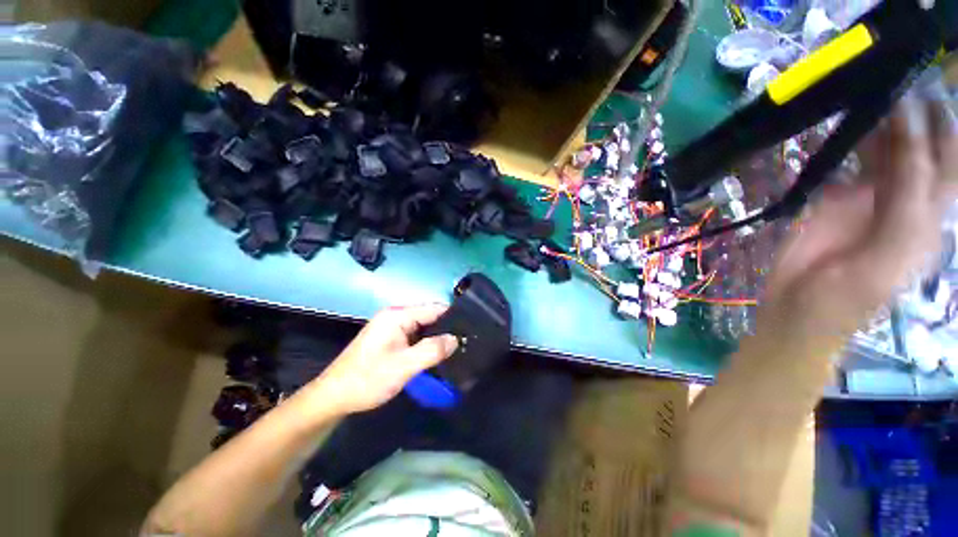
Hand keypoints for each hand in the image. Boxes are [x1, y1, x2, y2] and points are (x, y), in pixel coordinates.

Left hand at [308, 304, 458, 413]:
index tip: (470, 331)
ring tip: (456, 349)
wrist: (333, 397)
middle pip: (430, 316)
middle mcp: (395, 315)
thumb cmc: (367, 379)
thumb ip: (432, 350)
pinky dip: (426, 343)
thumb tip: (456, 339)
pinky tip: (436, 354)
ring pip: (423, 327)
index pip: (435, 308)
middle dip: (446, 328)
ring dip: (437, 337)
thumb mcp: (404, 366)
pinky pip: (415, 335)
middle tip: (465, 344)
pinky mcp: (390, 338)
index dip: (453, 318)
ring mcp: (392, 326)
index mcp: (398, 315)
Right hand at [759, 95, 956, 352]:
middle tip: (893, 79)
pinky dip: (848, 139)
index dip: (939, 128)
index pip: (946, 163)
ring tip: (867, 88)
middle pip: (921, 148)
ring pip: (885, 149)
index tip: (919, 90)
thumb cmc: (845, 299)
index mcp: (928, 217)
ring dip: (880, 121)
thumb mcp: (886, 259)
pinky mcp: (835, 198)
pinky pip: (849, 161)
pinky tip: (841, 119)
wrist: (796, 311)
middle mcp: (906, 199)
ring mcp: (868, 196)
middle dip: (915, 114)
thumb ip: (907, 208)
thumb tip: (911, 141)